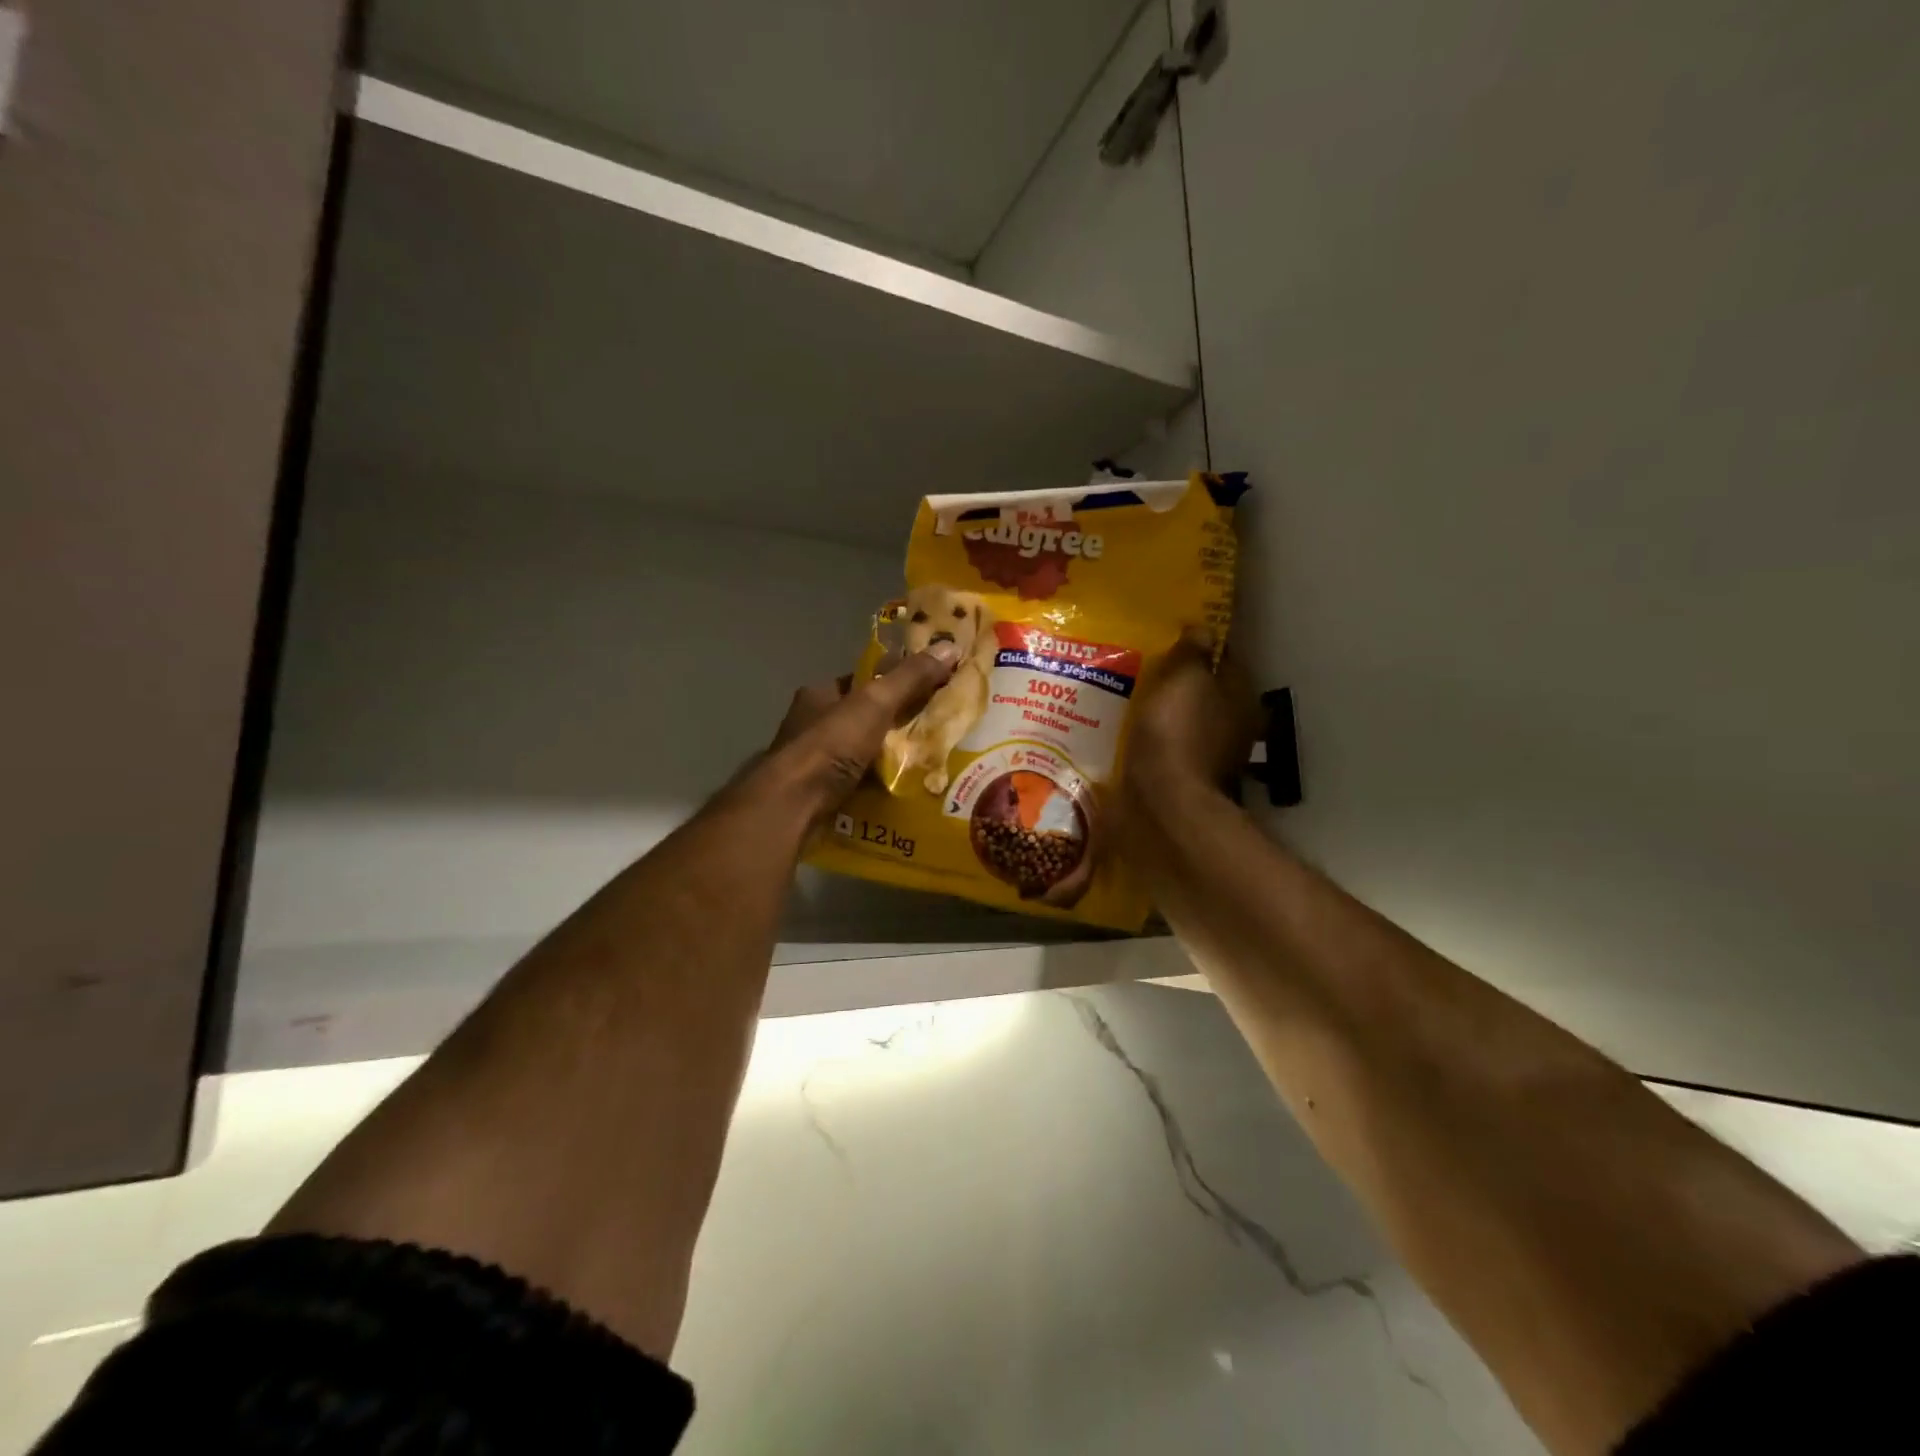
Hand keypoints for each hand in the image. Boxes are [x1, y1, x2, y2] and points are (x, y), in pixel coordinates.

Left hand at [756, 645, 958, 822]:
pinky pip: (858, 782)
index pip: (863, 680)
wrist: (793, 805)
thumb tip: (951, 646)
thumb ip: (910, 677)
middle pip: (864, 716)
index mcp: (820, 694)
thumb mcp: (875, 703)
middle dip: (896, 722)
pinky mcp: (820, 792)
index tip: (929, 687)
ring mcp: (815, 761)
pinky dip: (879, 784)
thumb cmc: (830, 744)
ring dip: (889, 756)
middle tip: (936, 728)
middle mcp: (813, 724)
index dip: (895, 680)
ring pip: (862, 751)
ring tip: (928, 761)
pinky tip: (905, 789)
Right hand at [1124, 629, 1259, 809]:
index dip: (1198, 647)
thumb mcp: (1182, 680)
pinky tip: (1141, 731)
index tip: (1169, 641)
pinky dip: (1165, 736)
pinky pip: (1179, 743)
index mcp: (1241, 693)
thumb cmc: (1176, 732)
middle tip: (1148, 669)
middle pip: (1210, 690)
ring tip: (1138, 699)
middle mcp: (1240, 721)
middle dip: (1183, 681)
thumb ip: (1193, 652)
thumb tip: (1203, 628)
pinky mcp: (1196, 774)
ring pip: (1194, 718)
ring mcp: (1220, 751)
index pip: (1224, 657)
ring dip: (1173, 710)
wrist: (1168, 799)